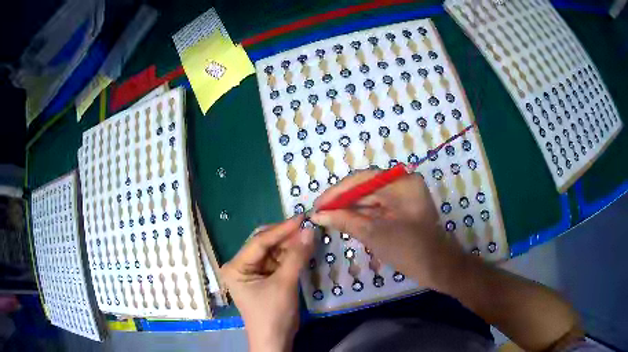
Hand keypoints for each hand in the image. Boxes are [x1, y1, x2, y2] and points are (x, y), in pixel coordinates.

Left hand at [221, 216, 314, 351]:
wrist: (276, 340)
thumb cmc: (273, 314)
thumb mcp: (285, 284)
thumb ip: (297, 256)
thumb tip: (310, 230)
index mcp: (236, 266)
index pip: (259, 241)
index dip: (282, 229)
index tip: (302, 218)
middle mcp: (241, 266)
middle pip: (265, 244)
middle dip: (286, 237)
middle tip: (308, 226)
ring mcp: (253, 272)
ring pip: (274, 252)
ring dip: (291, 245)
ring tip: (309, 235)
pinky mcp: (265, 278)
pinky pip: (279, 262)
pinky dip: (291, 256)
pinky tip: (304, 249)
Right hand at [311, 170, 465, 290]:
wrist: (438, 268)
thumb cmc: (409, 250)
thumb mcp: (374, 235)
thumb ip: (345, 220)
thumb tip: (317, 215)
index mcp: (401, 183)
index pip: (361, 179)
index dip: (336, 192)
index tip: (317, 206)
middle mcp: (403, 183)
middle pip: (365, 187)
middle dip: (342, 201)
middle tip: (320, 213)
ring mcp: (405, 195)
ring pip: (370, 198)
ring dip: (350, 209)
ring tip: (328, 219)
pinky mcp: (404, 207)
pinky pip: (378, 207)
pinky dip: (362, 215)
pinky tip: (346, 222)